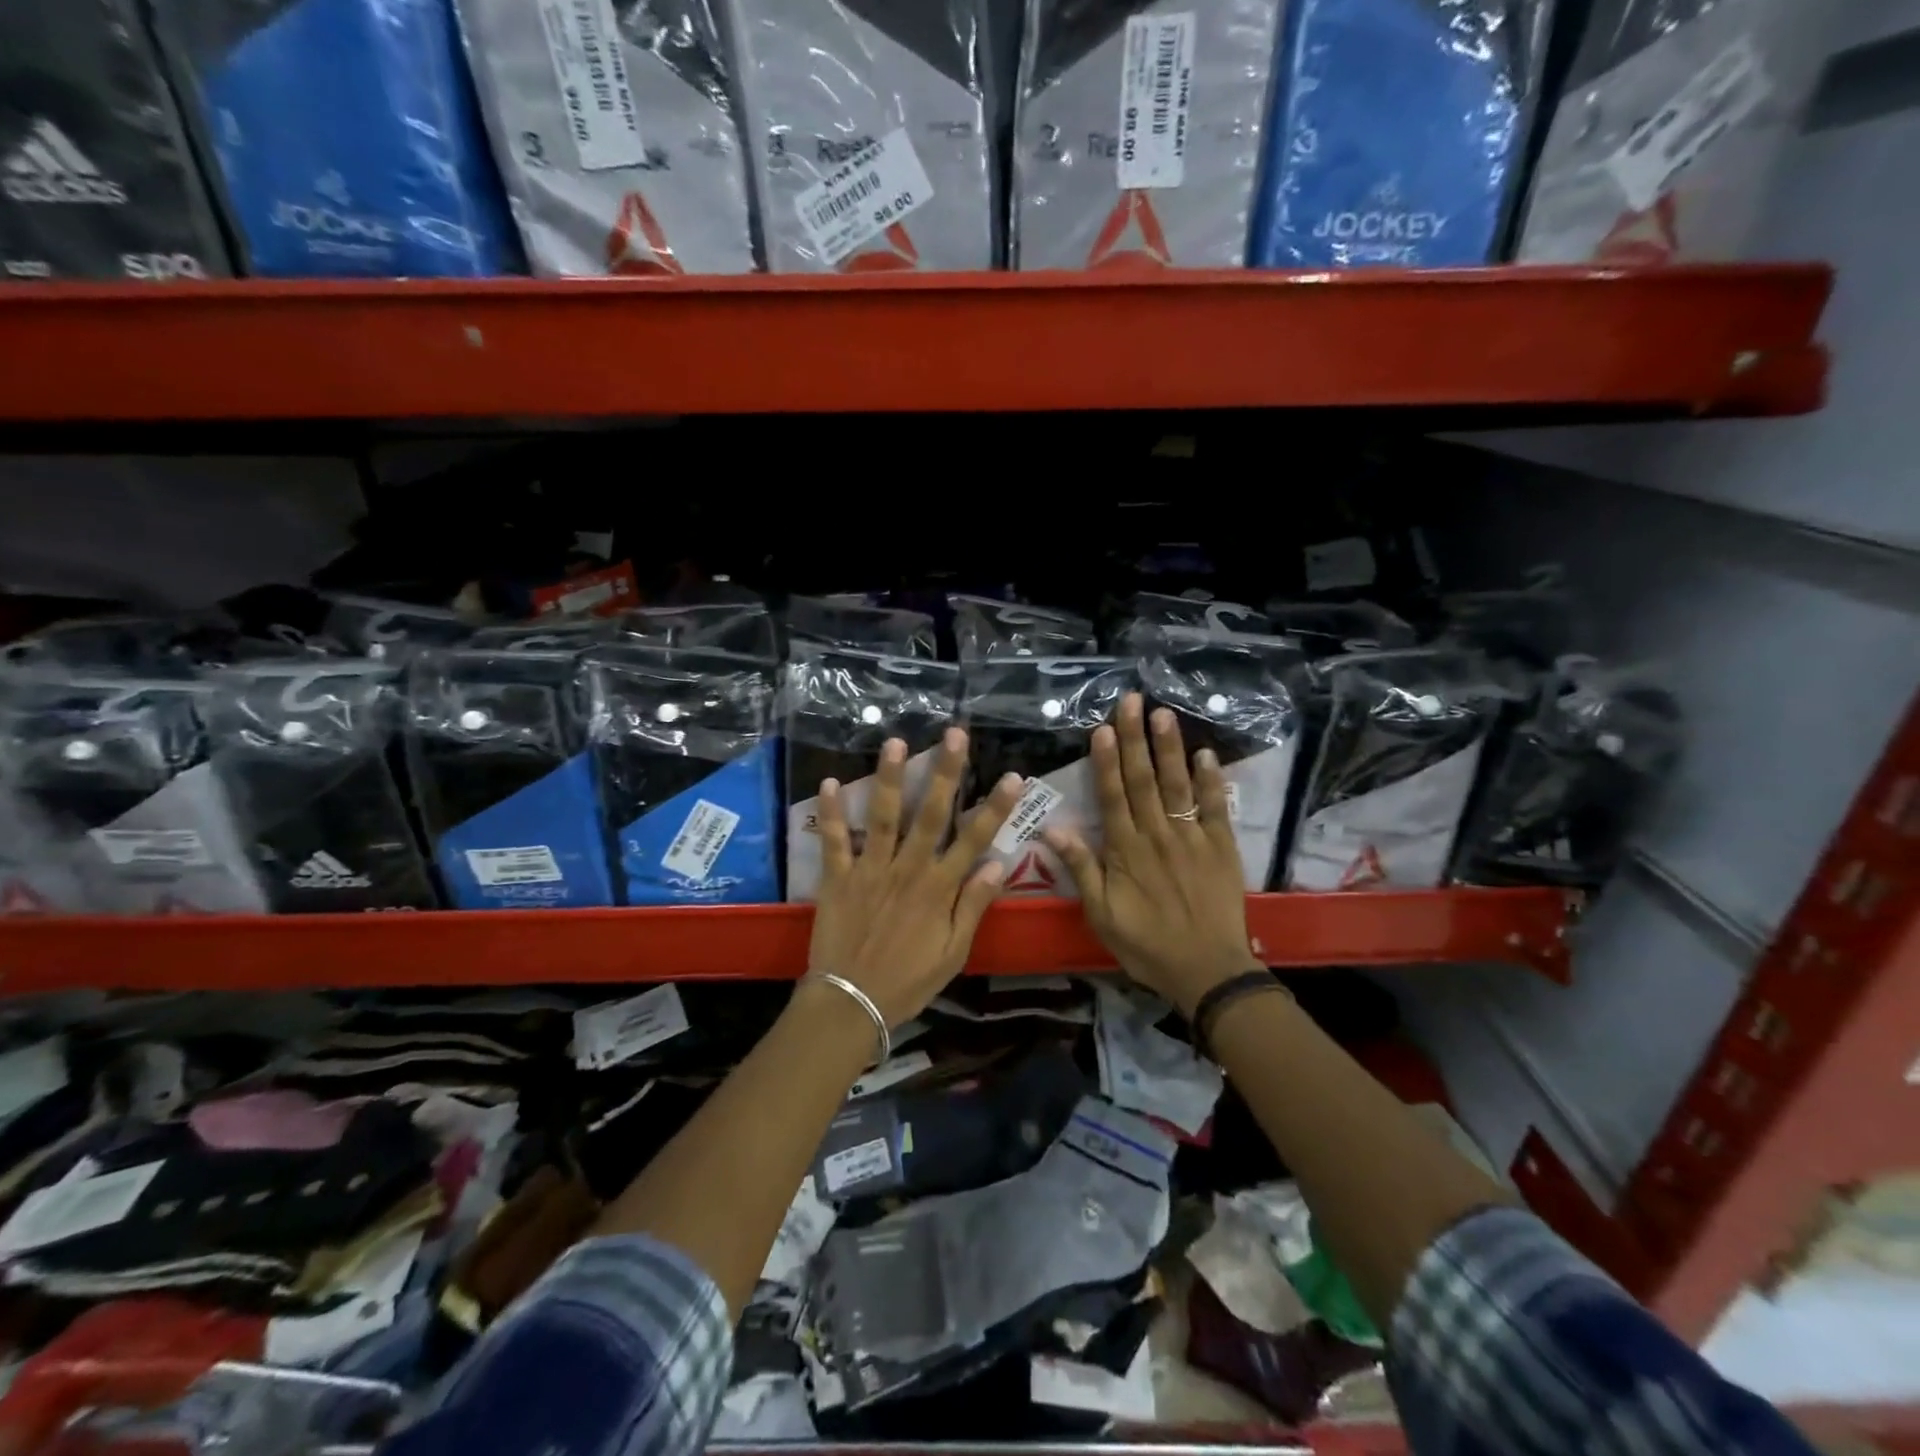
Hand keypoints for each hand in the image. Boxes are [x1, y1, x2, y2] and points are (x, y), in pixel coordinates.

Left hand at [807, 726, 1024, 1028]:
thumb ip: (973, 905)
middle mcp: (908, 869)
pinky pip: (834, 840)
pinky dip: (832, 812)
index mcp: (939, 888)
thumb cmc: (907, 980)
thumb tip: (998, 864)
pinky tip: (830, 781)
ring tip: (895, 743)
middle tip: (954, 735)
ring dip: (889, 778)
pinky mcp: (838, 877)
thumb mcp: (953, 952)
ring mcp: (870, 869)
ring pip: (883, 816)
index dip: (995, 807)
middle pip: (930, 814)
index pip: (973, 839)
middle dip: (945, 772)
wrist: (850, 1003)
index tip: (1012, 776)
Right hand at [1044, 694, 1258, 1017]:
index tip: (1101, 728)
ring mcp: (1192, 838)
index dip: (1105, 761)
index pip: (1112, 796)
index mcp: (1126, 851)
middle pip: (1143, 780)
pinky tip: (1206, 754)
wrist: (1207, 971)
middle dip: (1135, 740)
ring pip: (1178, 785)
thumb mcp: (1101, 915)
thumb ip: (1081, 869)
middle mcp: (1157, 835)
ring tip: (1164, 714)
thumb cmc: (1147, 944)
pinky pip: (1215, 808)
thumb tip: (1053, 829)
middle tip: (1132, 701)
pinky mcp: (1221, 847)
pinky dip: (1211, 781)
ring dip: (1169, 748)